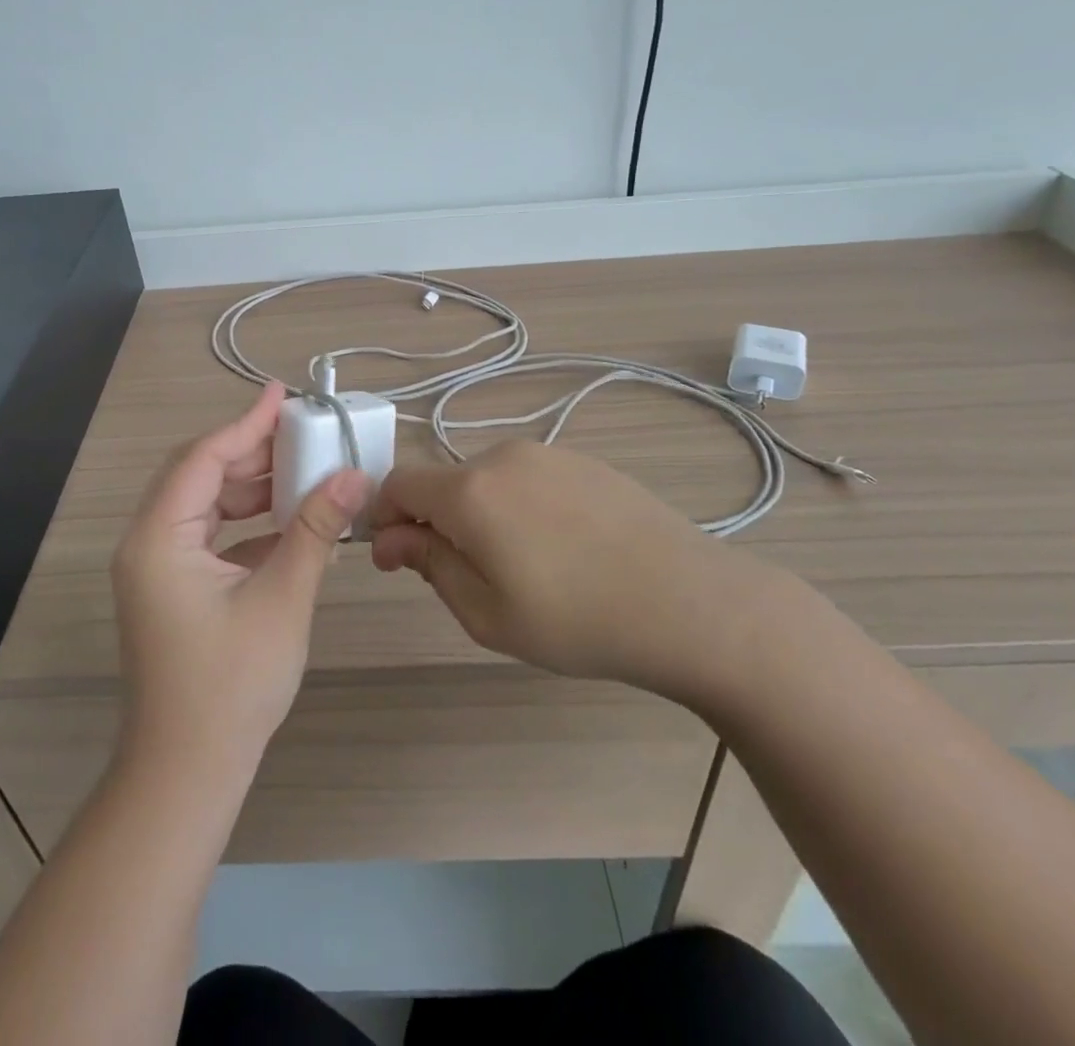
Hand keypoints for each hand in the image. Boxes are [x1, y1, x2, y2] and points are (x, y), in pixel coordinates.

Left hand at [112, 383, 368, 773]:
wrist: (188, 773)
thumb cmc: (231, 685)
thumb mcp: (282, 598)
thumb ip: (316, 529)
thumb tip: (355, 475)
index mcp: (159, 537)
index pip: (203, 458)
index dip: (246, 422)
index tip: (283, 394)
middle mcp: (148, 543)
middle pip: (199, 475)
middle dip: (251, 451)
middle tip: (302, 433)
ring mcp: (157, 568)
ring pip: (204, 505)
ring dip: (250, 487)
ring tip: (302, 470)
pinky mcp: (172, 588)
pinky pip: (208, 536)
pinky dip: (246, 523)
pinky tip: (288, 521)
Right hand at [370, 440, 772, 707]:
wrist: (690, 602)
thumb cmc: (577, 620)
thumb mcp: (487, 613)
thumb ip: (431, 565)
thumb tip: (392, 538)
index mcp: (470, 490)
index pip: (399, 483)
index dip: (384, 517)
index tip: (395, 558)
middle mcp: (502, 456)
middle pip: (445, 482)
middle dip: (436, 522)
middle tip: (466, 578)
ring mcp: (549, 453)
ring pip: (487, 480)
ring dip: (480, 515)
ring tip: (522, 567)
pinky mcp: (584, 461)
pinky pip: (529, 478)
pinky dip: (520, 507)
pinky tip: (560, 548)